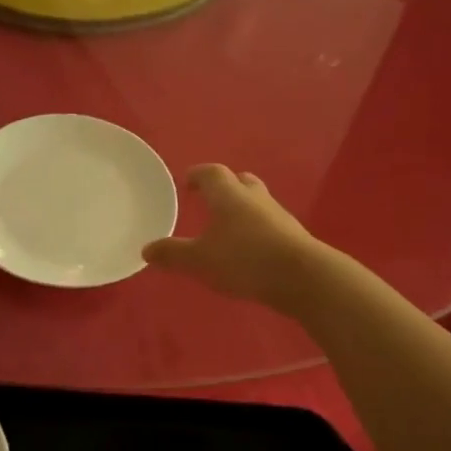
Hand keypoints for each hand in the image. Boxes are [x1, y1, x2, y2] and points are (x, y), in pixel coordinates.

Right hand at [143, 164, 324, 309]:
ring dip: (242, 209)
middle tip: (209, 201)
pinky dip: (256, 230)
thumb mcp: (200, 260)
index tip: (187, 183)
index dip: (197, 175)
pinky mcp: (293, 236)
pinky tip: (249, 250)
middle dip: (224, 188)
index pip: (211, 173)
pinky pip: (269, 224)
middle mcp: (254, 197)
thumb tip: (146, 249)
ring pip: (257, 202)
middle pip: (239, 181)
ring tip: (227, 228)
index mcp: (228, 195)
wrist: (303, 277)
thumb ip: (172, 254)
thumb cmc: (245, 260)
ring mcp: (278, 215)